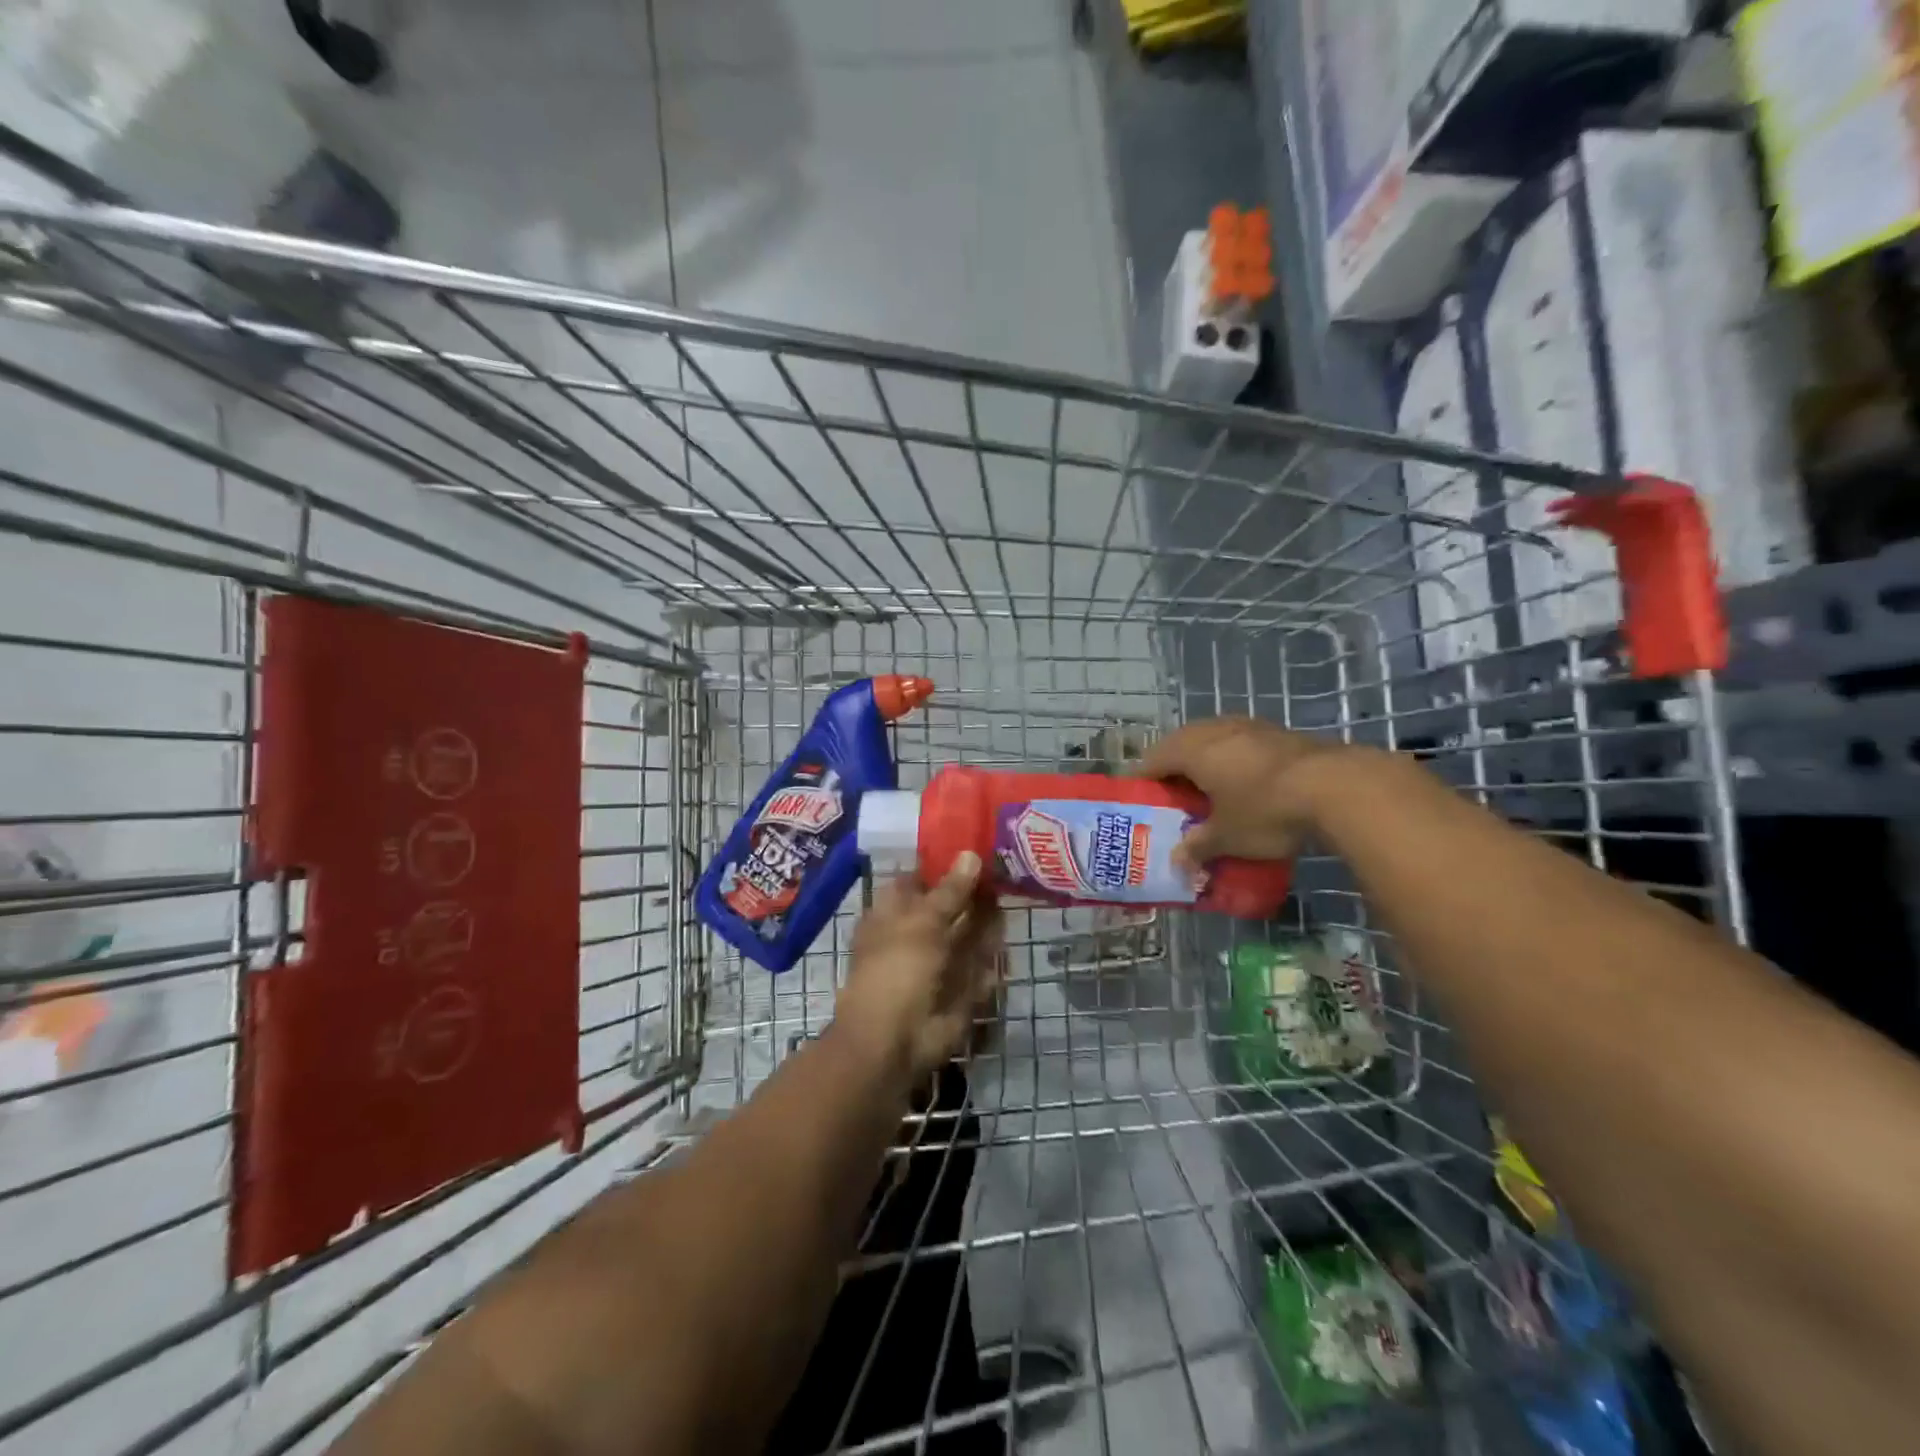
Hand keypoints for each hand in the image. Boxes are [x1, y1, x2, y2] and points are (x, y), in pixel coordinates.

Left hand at [838, 853, 1005, 1081]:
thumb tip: (970, 854)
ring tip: (1013, 895)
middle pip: (949, 905)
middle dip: (974, 891)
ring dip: (987, 920)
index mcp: (894, 912)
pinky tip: (1007, 943)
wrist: (893, 1041)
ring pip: (968, 934)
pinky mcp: (959, 988)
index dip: (945, 862)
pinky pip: (980, 967)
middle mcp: (916, 933)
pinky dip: (992, 958)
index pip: (920, 878)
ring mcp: (939, 962)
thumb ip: (950, 890)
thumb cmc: (896, 969)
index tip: (977, 842)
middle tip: (1007, 866)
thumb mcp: (923, 921)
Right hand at [1134, 717, 1364, 869]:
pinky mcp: (1275, 730)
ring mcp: (1246, 725)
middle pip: (1178, 746)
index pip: (1150, 761)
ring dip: (1203, 762)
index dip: (1141, 782)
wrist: (1335, 785)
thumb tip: (1178, 863)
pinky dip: (1231, 760)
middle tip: (1173, 799)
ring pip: (1211, 740)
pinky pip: (1238, 742)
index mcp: (1189, 750)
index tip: (1139, 801)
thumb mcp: (1228, 837)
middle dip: (1172, 771)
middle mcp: (1212, 730)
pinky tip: (1243, 782)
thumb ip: (1198, 847)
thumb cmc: (1265, 810)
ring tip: (1207, 790)